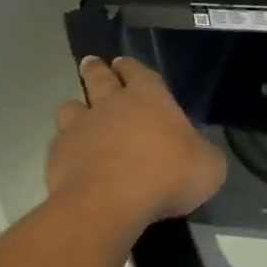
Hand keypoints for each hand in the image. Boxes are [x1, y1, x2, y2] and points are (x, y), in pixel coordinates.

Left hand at [47, 56, 226, 238]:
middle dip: (95, 69)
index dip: (130, 67)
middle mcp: (112, 104)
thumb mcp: (208, 167)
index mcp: (150, 97)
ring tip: (77, 113)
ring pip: (72, 107)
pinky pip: (59, 143)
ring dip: (76, 108)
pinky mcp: (58, 156)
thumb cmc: (167, 175)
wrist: (109, 203)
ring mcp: (81, 128)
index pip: (138, 71)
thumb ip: (203, 154)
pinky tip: (70, 158)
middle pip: (99, 77)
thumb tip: (200, 155)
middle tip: (91, 63)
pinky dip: (65, 147)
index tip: (121, 62)